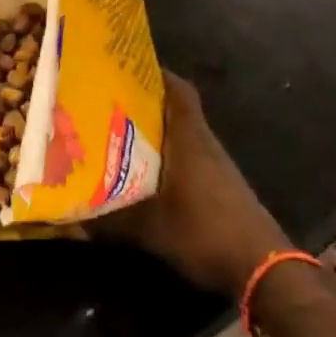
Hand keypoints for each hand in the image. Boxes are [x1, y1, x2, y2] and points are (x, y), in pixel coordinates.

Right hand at [99, 72, 288, 297]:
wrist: (264, 268)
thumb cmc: (205, 234)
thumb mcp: (150, 230)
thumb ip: (111, 220)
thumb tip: (71, 215)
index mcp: (189, 140)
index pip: (179, 91)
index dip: (157, 74)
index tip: (127, 67)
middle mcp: (205, 145)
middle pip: (178, 110)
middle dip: (146, 103)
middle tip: (109, 102)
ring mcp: (218, 166)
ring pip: (184, 135)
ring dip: (158, 132)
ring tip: (120, 134)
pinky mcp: (223, 187)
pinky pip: (191, 157)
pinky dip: (170, 156)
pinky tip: (148, 174)